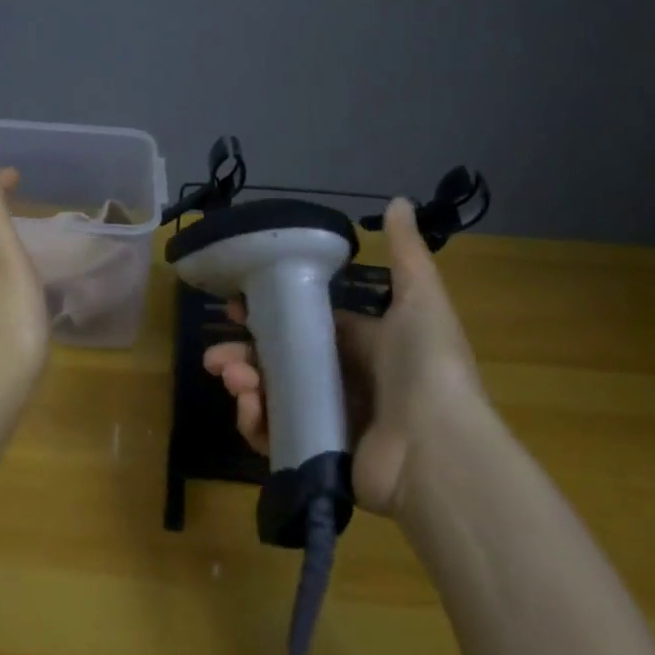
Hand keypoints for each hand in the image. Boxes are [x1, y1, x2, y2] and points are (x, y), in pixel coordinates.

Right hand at [201, 197, 489, 514]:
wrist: (438, 449)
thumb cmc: (425, 365)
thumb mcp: (420, 299)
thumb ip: (405, 253)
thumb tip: (397, 200)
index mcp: (365, 345)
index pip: (307, 325)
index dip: (270, 314)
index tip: (234, 307)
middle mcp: (346, 381)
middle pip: (282, 362)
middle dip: (245, 355)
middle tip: (217, 356)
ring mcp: (331, 419)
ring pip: (273, 396)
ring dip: (244, 384)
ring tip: (231, 377)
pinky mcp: (320, 454)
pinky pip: (276, 437)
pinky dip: (255, 423)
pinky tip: (249, 409)